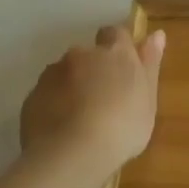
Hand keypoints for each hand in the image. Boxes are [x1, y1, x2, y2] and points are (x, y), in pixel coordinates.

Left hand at [19, 26, 165, 175]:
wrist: (71, 154)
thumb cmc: (123, 127)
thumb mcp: (148, 99)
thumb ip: (150, 64)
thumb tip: (156, 34)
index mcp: (115, 53)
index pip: (116, 33)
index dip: (119, 47)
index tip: (124, 68)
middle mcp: (81, 55)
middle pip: (88, 55)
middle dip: (94, 69)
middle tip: (104, 99)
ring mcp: (52, 74)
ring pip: (65, 74)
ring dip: (72, 86)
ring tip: (81, 119)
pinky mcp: (32, 96)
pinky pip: (47, 94)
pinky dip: (54, 104)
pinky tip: (62, 129)